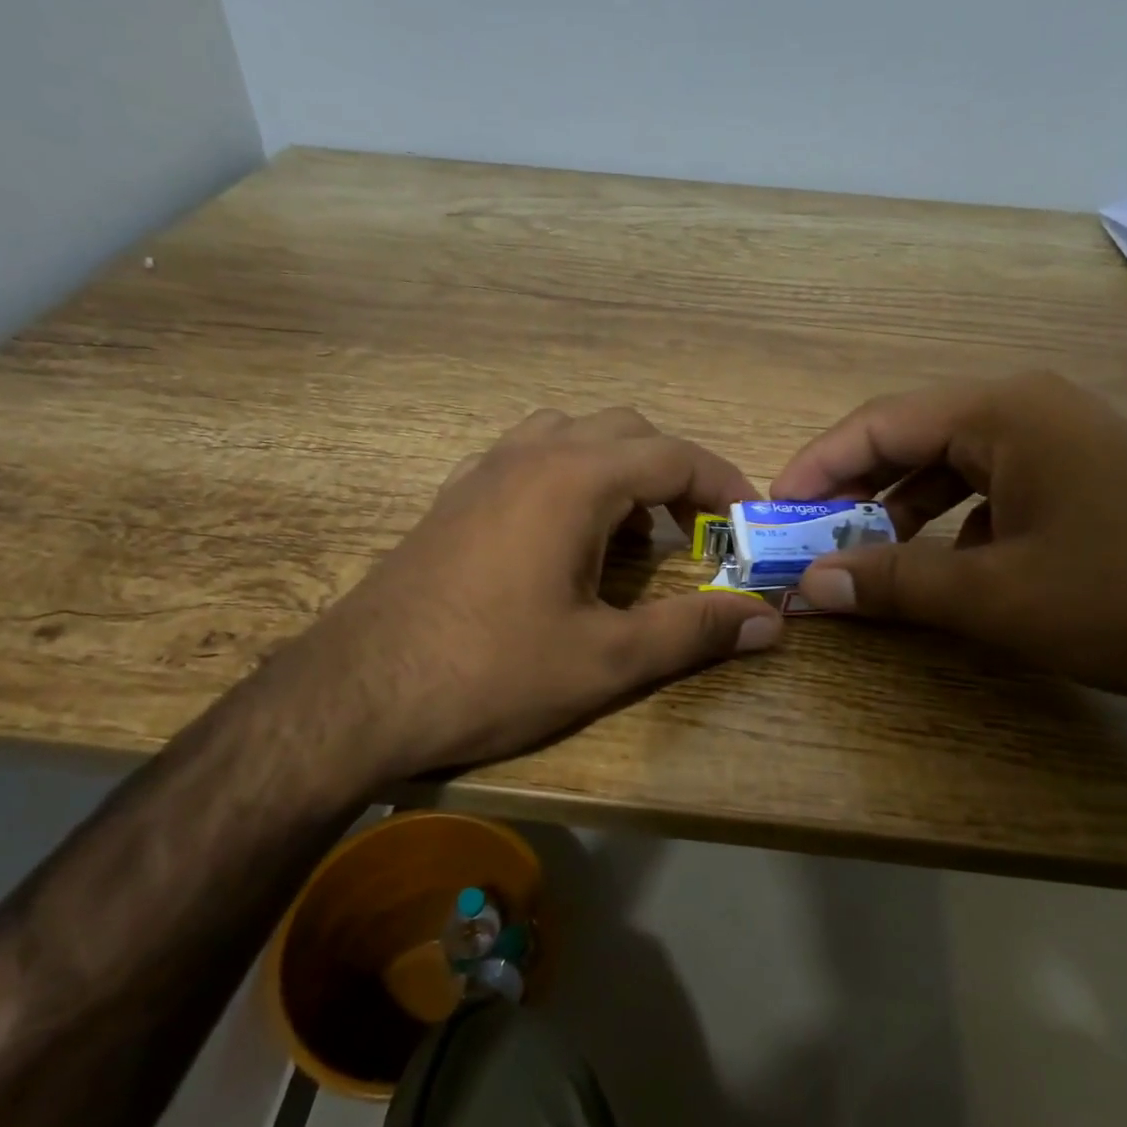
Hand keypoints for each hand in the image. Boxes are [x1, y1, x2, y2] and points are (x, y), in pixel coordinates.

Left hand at [290, 407, 781, 782]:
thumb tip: (770, 623)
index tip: (749, 524)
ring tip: (631, 533)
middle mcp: (531, 454)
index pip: (675, 455)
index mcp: (575, 479)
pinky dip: (568, 477)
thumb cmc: (491, 673)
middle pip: (628, 432)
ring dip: (618, 470)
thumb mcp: (606, 660)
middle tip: (695, 532)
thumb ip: (694, 632)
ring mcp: (483, 470)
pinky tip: (563, 536)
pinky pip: (527, 458)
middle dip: (675, 474)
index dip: (724, 485)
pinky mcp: (453, 497)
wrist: (357, 694)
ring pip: (573, 436)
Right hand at [772, 372, 1126, 713]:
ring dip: (898, 511)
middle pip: (911, 441)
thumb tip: (809, 586)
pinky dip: (949, 528)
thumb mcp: (995, 596)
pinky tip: (941, 570)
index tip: (772, 512)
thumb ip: (893, 583)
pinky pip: (990, 495)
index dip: (816, 467)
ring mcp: (1062, 448)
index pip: (878, 425)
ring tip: (861, 557)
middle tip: (806, 538)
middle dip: (852, 491)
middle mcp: (1029, 413)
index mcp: (1003, 413)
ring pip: (950, 470)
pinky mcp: (1083, 486)